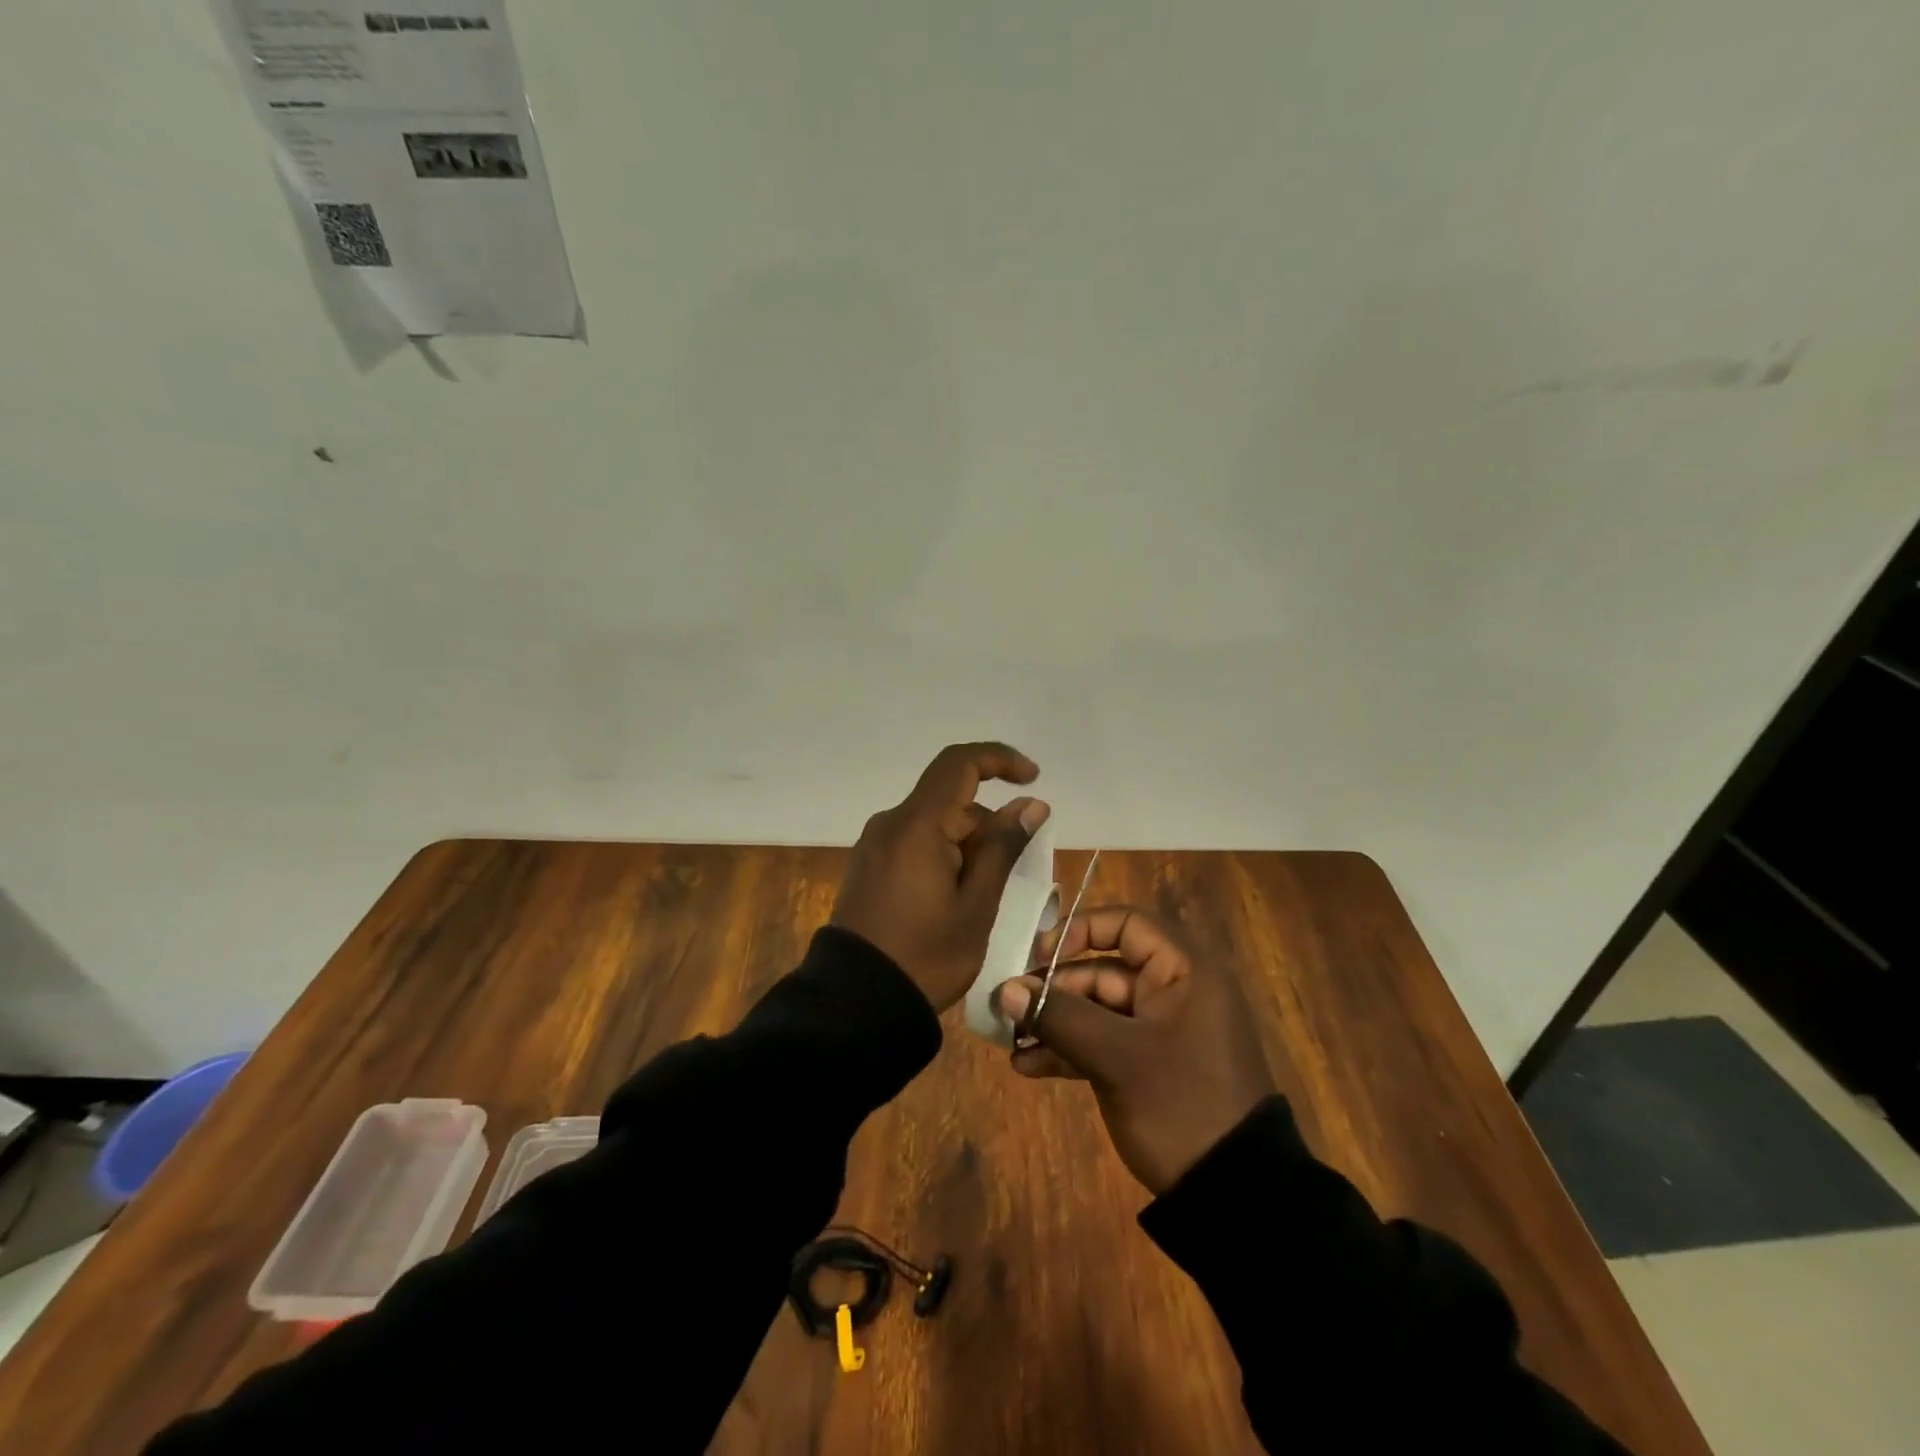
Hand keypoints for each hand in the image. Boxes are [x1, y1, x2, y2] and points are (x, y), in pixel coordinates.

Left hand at [831, 742, 1050, 1013]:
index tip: (1033, 778)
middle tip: (1017, 875)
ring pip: (935, 826)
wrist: (855, 1004)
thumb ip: (1002, 848)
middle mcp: (890, 824)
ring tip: (985, 899)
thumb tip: (1030, 804)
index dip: (999, 760)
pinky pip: (915, 844)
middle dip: (989, 826)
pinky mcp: (868, 867)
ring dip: (968, 846)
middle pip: (951, 802)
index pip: (959, 763)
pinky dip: (944, 857)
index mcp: (916, 825)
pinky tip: (955, 900)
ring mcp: (874, 846)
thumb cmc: (925, 956)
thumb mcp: (976, 905)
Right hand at [995, 907, 1274, 1194]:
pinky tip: (1029, 1067)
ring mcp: (1159, 1032)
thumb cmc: (1182, 1104)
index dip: (1080, 931)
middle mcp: (1172, 991)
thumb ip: (1059, 1017)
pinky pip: (1102, 1043)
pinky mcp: (1147, 1066)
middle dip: (1053, 990)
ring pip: (1096, 1010)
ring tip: (1011, 1043)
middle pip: (1102, 970)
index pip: (1126, 924)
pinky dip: (1069, 1051)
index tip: (1039, 957)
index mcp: (1183, 971)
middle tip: (1010, 1009)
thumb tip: (1004, 989)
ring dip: (1054, 1024)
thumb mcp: (1117, 1057)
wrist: (1235, 1197)